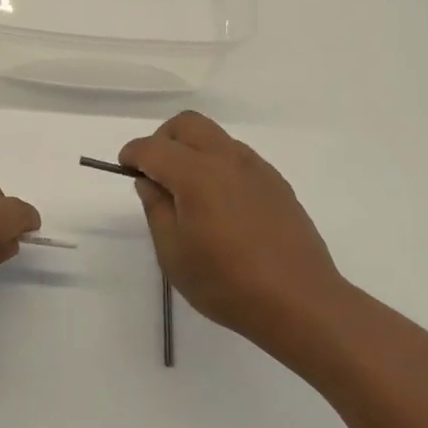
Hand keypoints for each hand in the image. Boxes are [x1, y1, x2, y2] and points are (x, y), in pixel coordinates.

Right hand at [119, 112, 345, 346]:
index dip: (133, 154)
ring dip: (192, 149)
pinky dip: (217, 164)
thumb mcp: (173, 253)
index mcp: (196, 174)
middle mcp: (226, 159)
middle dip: (162, 139)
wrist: (301, 303)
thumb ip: (156, 209)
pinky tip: (220, 204)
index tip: (125, 169)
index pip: (153, 147)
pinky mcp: (276, 182)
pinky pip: (237, 156)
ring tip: (188, 191)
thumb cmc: (227, 283)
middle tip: (155, 172)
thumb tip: (150, 181)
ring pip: (214, 136)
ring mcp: (256, 168)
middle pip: (186, 124)